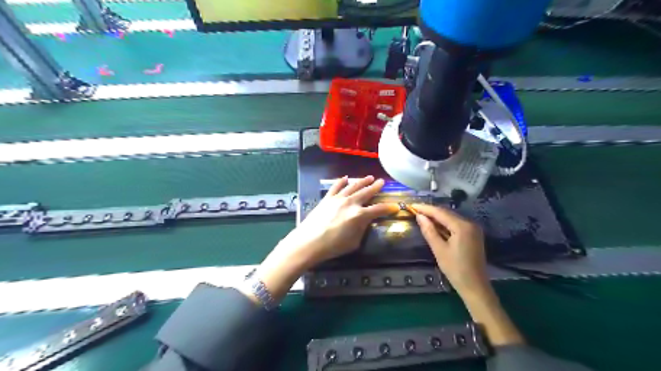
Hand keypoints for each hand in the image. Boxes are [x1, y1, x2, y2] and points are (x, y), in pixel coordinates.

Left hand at [251, 175, 396, 300]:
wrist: (309, 242)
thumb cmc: (333, 246)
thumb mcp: (354, 242)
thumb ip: (362, 229)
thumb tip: (365, 221)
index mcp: (359, 215)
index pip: (378, 209)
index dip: (388, 208)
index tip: (395, 207)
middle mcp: (350, 203)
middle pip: (366, 193)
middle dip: (375, 187)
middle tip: (382, 182)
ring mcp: (338, 199)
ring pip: (353, 186)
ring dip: (362, 181)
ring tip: (369, 177)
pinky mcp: (327, 198)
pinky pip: (336, 187)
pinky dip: (342, 181)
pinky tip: (346, 178)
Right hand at [415, 202, 524, 344]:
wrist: (475, 286)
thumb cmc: (455, 269)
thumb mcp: (439, 250)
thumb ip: (429, 231)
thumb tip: (419, 216)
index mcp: (462, 226)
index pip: (440, 212)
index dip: (425, 208)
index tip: (412, 205)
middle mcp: (470, 223)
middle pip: (447, 213)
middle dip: (431, 211)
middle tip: (415, 210)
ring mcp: (473, 229)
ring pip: (451, 218)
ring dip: (437, 217)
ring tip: (421, 216)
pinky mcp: (473, 234)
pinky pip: (456, 224)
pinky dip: (444, 224)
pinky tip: (435, 225)